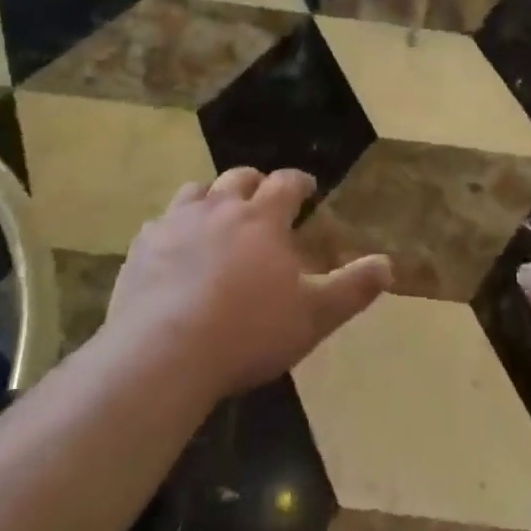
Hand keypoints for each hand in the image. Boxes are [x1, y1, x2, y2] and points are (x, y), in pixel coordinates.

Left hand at [106, 168, 392, 399]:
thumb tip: (388, 264)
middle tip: (264, 199)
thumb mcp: (313, 316)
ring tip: (218, 214)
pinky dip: (173, 227)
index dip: (300, 182)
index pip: (287, 183)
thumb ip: (352, 289)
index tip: (308, 188)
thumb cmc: (248, 332)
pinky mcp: (142, 247)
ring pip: (196, 191)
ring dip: (212, 196)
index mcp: (262, 219)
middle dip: (256, 183)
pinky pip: (159, 223)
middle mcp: (220, 208)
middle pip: (239, 177)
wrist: (164, 353)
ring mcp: (176, 223)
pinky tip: (174, 247)